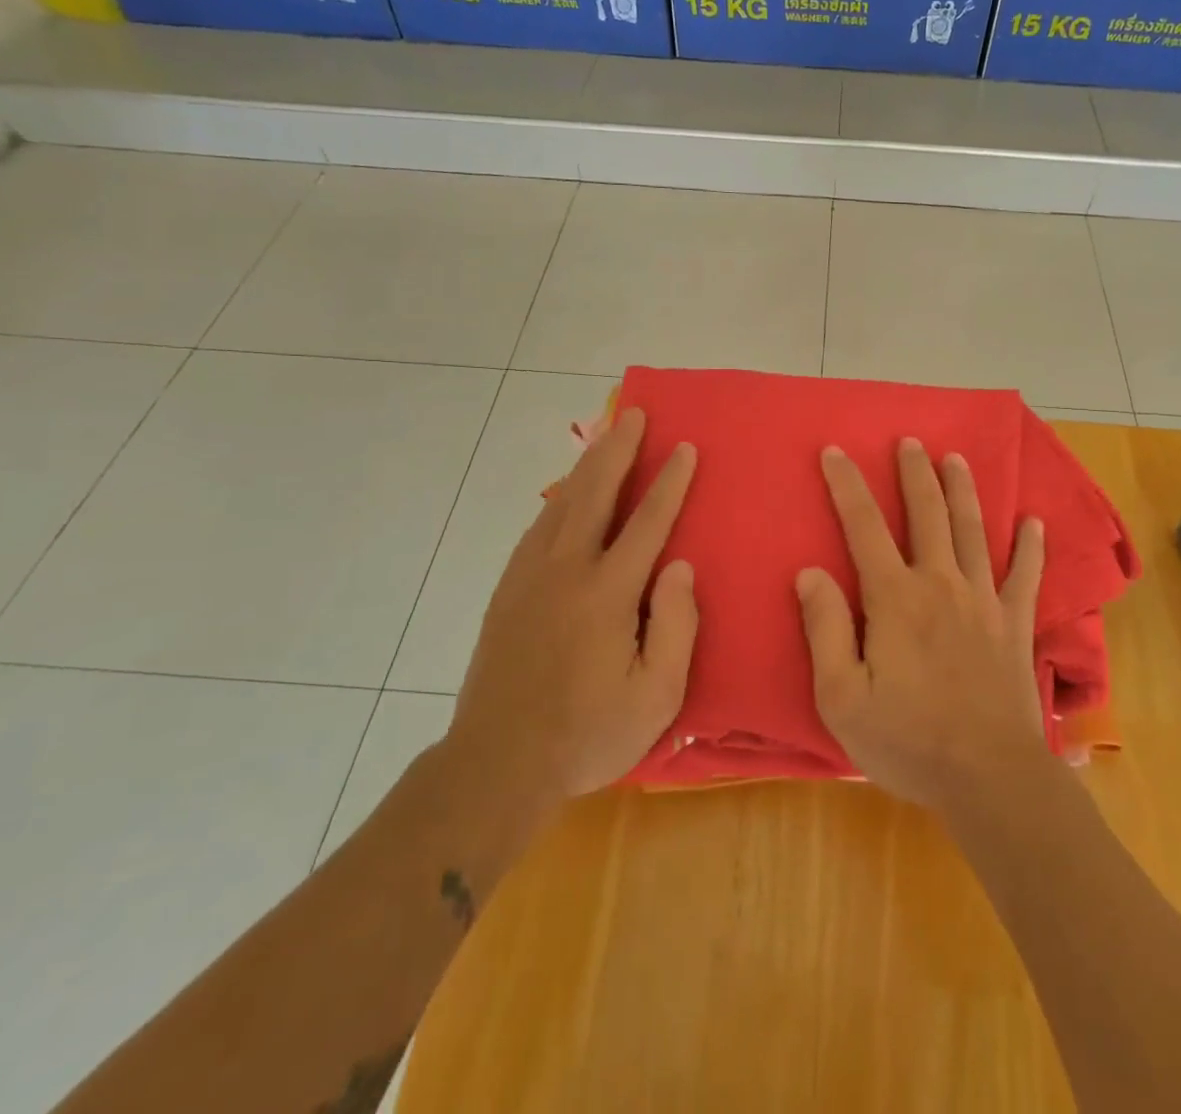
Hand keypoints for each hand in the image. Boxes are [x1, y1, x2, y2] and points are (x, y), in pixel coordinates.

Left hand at [443, 407, 698, 812]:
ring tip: (605, 438)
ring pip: (562, 504)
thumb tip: (679, 565)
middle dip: (618, 450)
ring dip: (587, 466)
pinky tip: (567, 496)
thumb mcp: (655, 695)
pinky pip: (539, 528)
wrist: (496, 765)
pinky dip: (559, 499)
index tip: (684, 448)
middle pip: (595, 494)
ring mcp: (529, 578)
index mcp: (606, 593)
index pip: (646, 522)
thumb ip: (675, 625)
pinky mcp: (507, 592)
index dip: (670, 482)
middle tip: (634, 415)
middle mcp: (565, 571)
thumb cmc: (588, 733)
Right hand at [797, 439, 1047, 812]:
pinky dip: (1030, 547)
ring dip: (963, 491)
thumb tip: (810, 572)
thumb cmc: (907, 740)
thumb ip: (825, 629)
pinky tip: (1034, 522)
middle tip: (910, 441)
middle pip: (927, 515)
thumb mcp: (841, 696)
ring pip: (973, 531)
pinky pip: (1025, 576)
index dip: (847, 486)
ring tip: (956, 458)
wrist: (989, 777)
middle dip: (915, 474)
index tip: (835, 451)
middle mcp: (940, 584)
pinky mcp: (1014, 625)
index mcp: (895, 598)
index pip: (864, 527)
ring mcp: (983, 601)